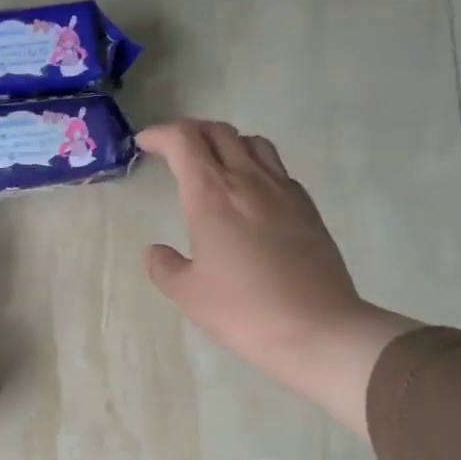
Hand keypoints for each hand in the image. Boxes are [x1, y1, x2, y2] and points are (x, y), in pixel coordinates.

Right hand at [139, 120, 417, 434]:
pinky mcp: (307, 207)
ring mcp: (284, 191)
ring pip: (253, 142)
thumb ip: (164, 267)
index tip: (144, 144)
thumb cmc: (242, 311)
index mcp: (212, 195)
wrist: (316, 328)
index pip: (184, 141)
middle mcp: (248, 180)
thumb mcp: (188, 295)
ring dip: (226, 142)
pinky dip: (254, 165)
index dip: (160, 134)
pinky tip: (249, 193)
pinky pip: (276, 168)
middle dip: (190, 132)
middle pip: (219, 131)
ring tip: (213, 163)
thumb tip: (156, 251)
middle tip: (172, 148)